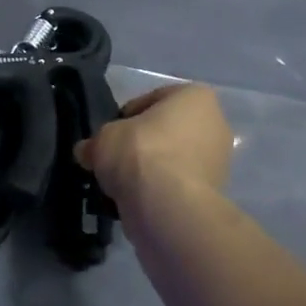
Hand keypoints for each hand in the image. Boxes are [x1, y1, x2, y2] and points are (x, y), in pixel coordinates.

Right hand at [75, 85, 232, 213]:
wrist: (168, 207)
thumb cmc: (140, 153)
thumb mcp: (104, 137)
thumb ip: (96, 141)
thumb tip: (86, 152)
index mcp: (196, 97)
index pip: (151, 100)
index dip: (125, 117)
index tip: (109, 135)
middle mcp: (215, 124)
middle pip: (165, 131)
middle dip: (140, 145)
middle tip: (114, 159)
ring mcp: (219, 162)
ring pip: (172, 160)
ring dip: (149, 170)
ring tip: (121, 184)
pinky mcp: (214, 194)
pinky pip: (177, 185)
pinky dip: (159, 191)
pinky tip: (136, 200)